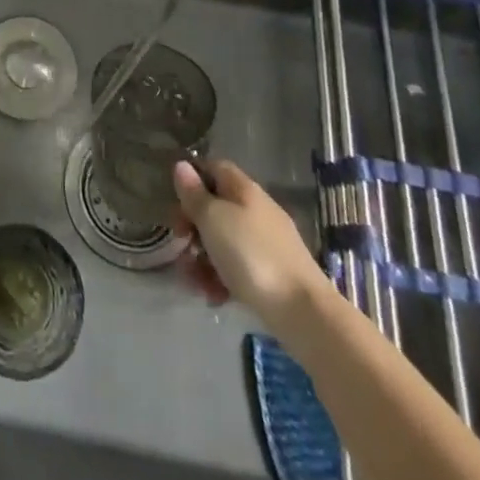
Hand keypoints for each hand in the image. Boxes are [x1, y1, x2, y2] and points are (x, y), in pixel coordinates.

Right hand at [172, 159, 325, 323]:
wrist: (304, 313)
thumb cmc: (251, 255)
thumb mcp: (213, 219)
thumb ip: (194, 194)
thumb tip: (182, 166)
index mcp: (244, 190)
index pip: (214, 168)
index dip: (192, 179)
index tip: (175, 201)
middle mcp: (256, 211)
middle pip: (215, 208)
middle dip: (192, 226)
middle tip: (179, 244)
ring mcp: (266, 244)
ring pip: (223, 242)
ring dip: (202, 259)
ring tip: (193, 282)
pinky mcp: (272, 276)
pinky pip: (238, 269)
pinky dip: (221, 279)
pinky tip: (213, 296)